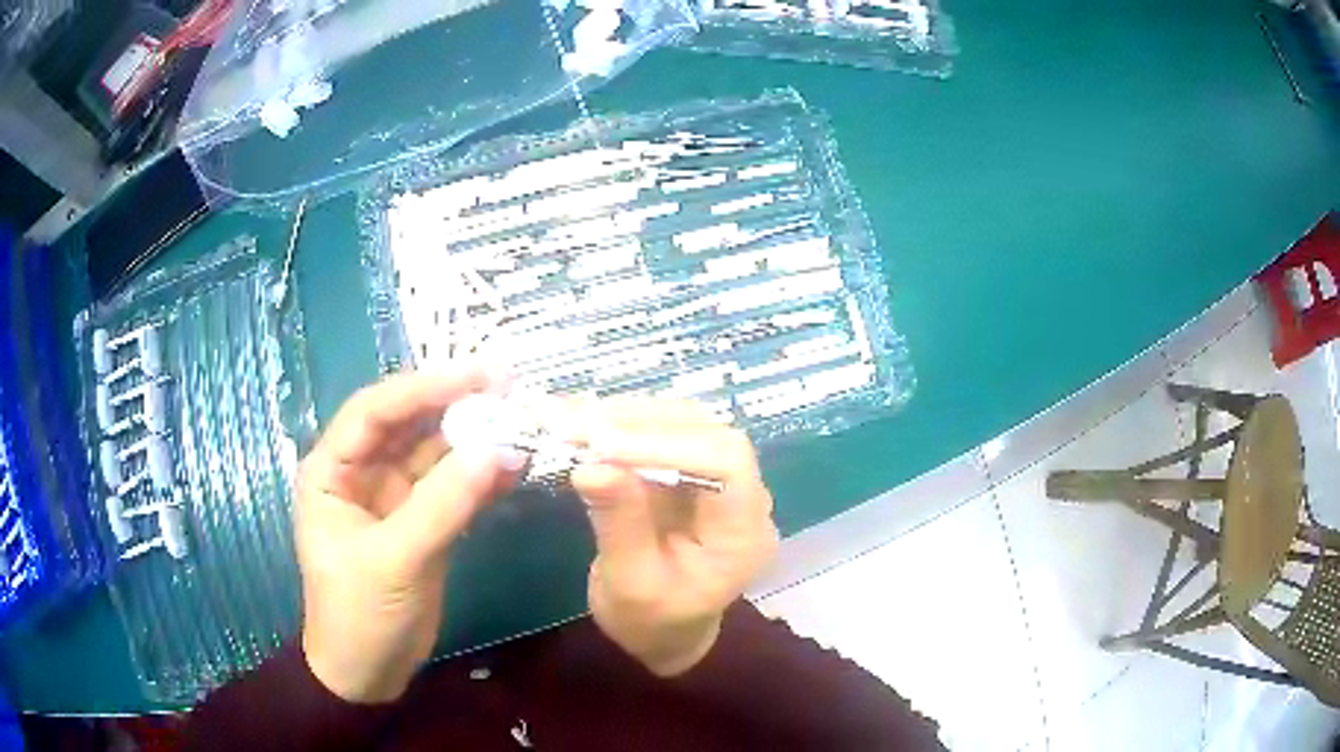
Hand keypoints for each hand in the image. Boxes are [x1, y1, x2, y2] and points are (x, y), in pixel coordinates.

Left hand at [295, 369, 518, 702]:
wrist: (370, 673)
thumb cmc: (360, 615)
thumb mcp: (394, 560)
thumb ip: (443, 505)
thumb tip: (498, 450)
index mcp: (332, 470)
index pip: (375, 411)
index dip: (423, 388)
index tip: (477, 375)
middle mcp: (361, 472)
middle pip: (408, 424)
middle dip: (455, 404)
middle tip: (509, 388)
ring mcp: (394, 496)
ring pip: (435, 452)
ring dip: (474, 438)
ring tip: (520, 420)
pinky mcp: (422, 520)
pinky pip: (453, 486)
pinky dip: (482, 476)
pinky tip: (516, 465)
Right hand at [571, 400, 778, 676]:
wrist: (661, 632)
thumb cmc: (651, 621)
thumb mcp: (630, 585)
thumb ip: (619, 525)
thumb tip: (590, 465)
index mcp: (743, 533)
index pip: (727, 464)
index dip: (668, 444)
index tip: (603, 444)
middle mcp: (742, 497)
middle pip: (708, 433)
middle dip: (642, 423)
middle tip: (578, 425)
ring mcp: (718, 481)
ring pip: (685, 424)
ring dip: (629, 417)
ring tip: (575, 420)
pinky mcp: (689, 473)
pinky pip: (662, 434)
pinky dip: (623, 425)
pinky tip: (586, 424)